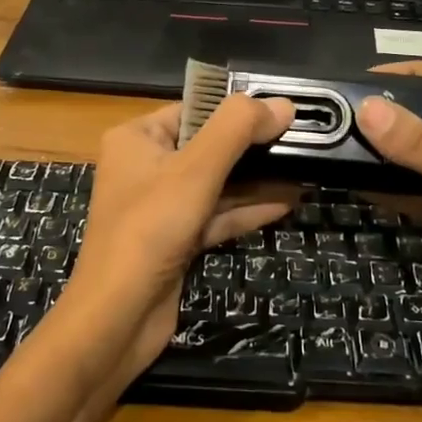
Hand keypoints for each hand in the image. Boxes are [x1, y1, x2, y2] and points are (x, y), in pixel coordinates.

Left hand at [62, 95, 296, 380]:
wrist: (117, 317)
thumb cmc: (150, 229)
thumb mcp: (195, 169)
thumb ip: (238, 130)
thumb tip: (283, 104)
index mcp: (136, 139)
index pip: (193, 110)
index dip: (237, 109)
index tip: (284, 111)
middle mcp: (144, 167)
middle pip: (208, 147)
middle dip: (253, 147)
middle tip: (302, 141)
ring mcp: (159, 207)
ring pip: (215, 184)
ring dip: (256, 180)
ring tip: (304, 170)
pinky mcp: (174, 241)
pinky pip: (215, 216)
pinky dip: (246, 210)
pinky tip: (285, 203)